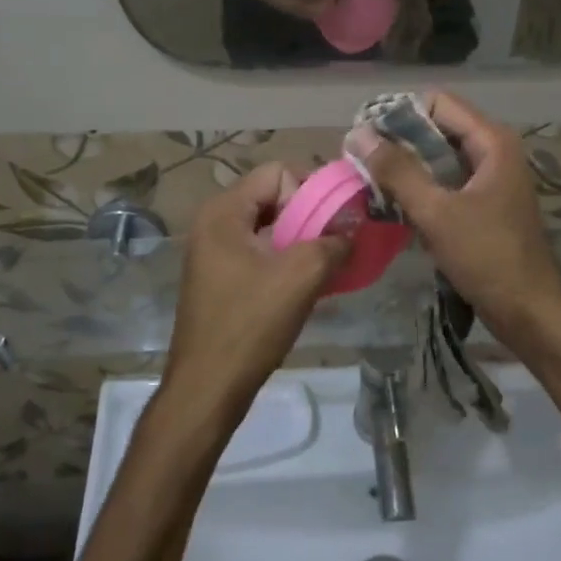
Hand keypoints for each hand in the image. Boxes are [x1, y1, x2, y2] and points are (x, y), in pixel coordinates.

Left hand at [163, 163, 349, 416]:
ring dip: (300, 241)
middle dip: (309, 216)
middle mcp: (213, 223)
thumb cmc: (250, 326)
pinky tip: (304, 286)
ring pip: (269, 228)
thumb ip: (333, 242)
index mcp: (223, 212)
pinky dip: (285, 261)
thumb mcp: (301, 277)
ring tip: (325, 266)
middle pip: (273, 197)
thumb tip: (352, 230)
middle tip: (334, 244)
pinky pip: (259, 253)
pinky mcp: (219, 279)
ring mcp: (213, 253)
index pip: (278, 172)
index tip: (332, 224)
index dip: (311, 192)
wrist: (208, 388)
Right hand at [346, 92, 560, 338]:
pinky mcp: (484, 206)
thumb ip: (397, 171)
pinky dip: (421, 189)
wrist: (530, 313)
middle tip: (360, 161)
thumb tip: (358, 134)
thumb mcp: (437, 212)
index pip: (438, 103)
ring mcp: (490, 180)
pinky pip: (446, 184)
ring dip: (407, 167)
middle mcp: (494, 152)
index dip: (400, 114)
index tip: (365, 137)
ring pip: (439, 158)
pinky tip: (394, 204)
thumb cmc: (488, 257)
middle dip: (399, 142)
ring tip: (369, 181)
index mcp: (492, 142)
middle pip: (438, 128)